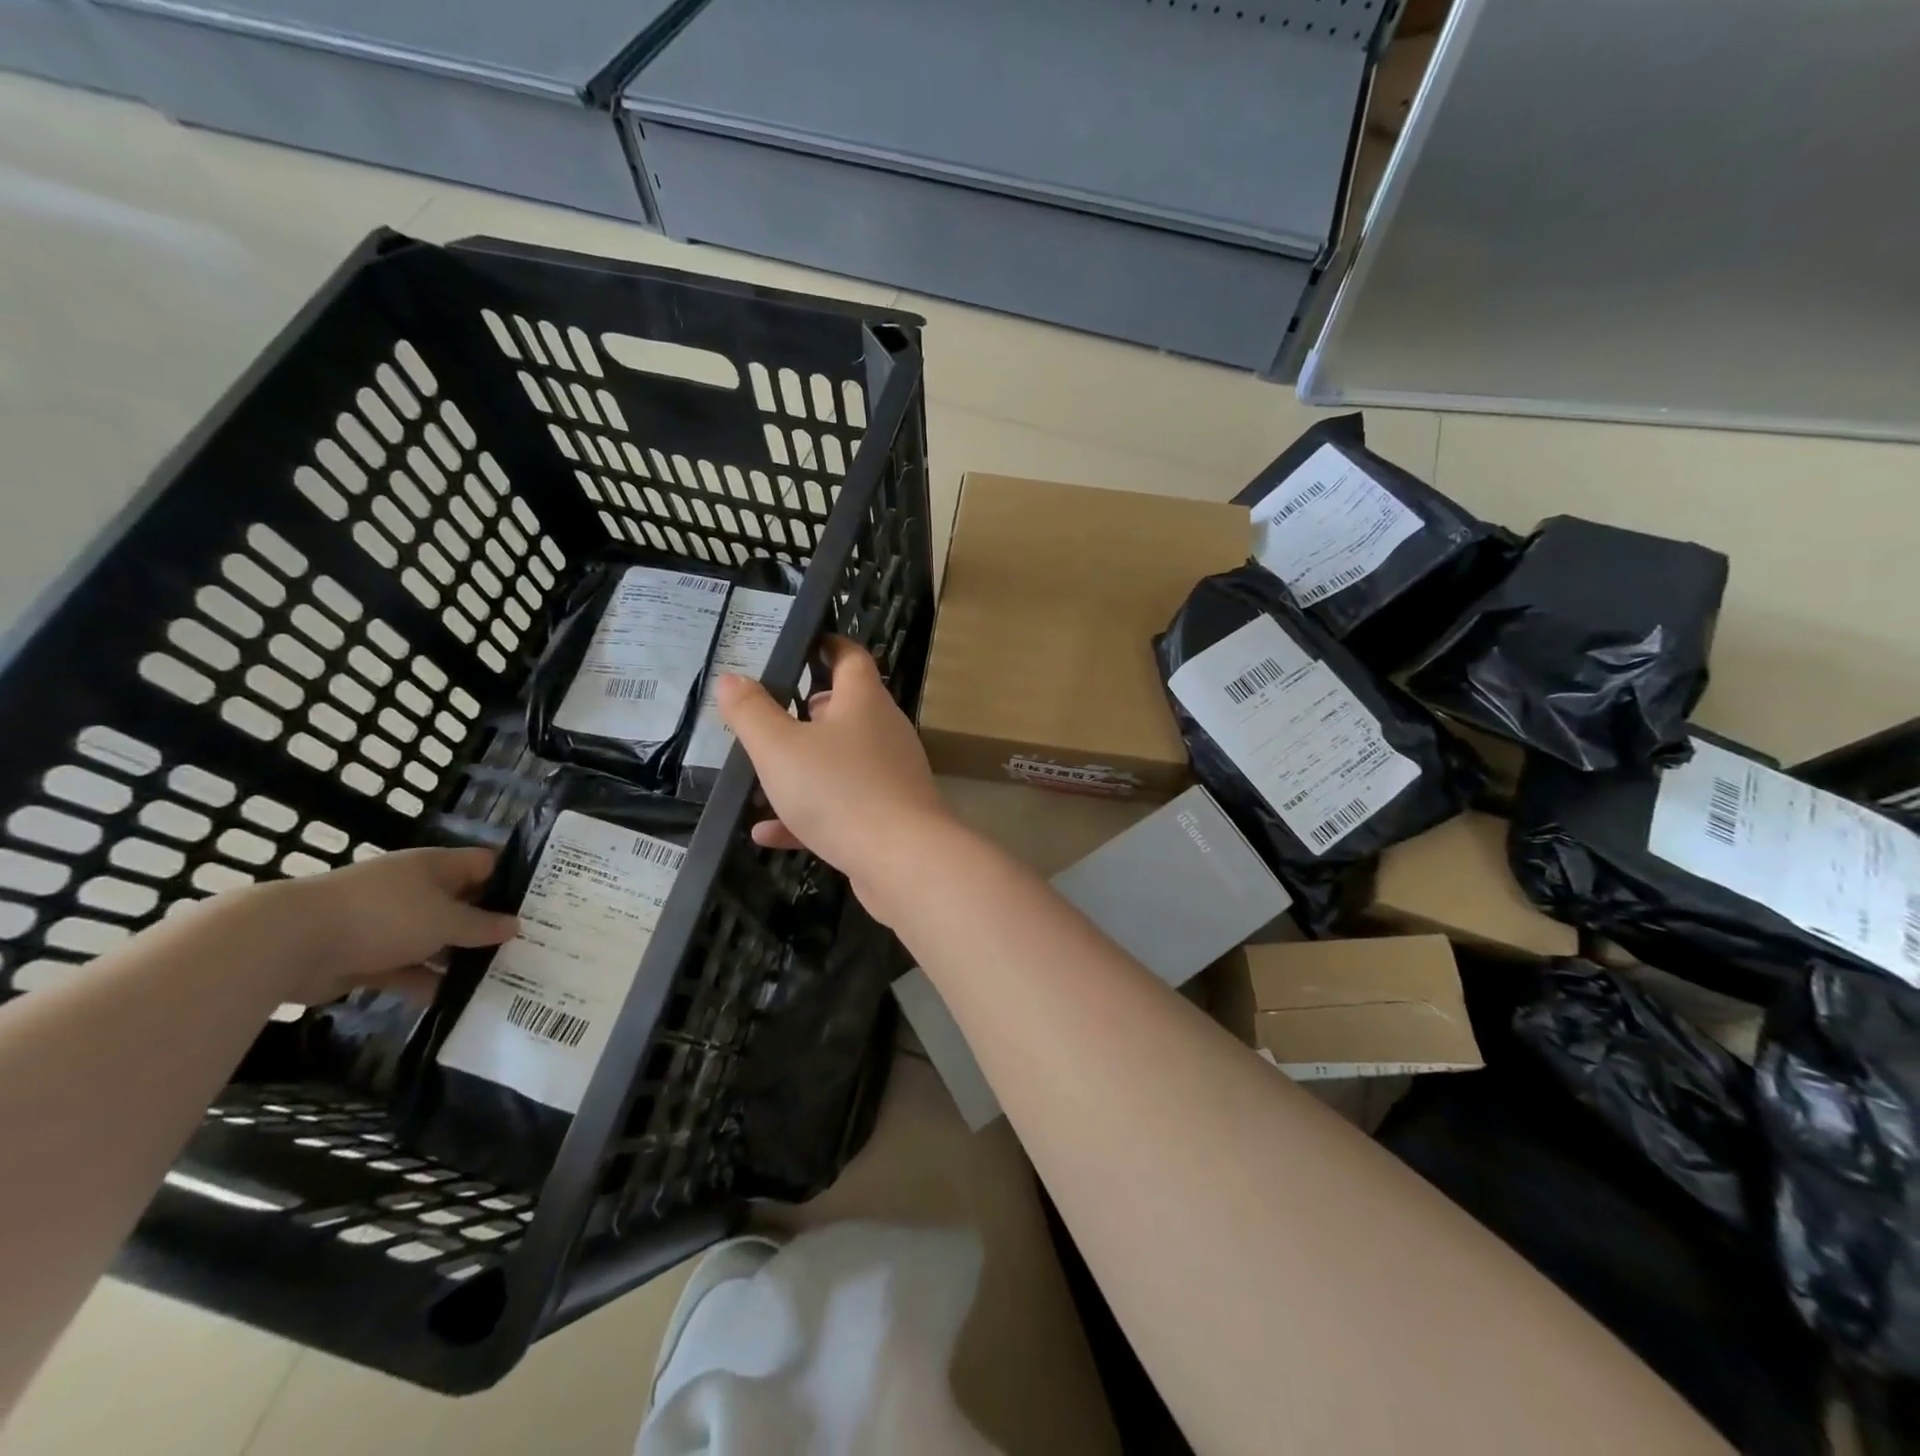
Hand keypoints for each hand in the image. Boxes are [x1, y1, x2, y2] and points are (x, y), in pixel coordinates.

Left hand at [265, 847, 518, 1005]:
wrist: (291, 942)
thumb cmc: (384, 915)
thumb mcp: (445, 919)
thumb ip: (482, 926)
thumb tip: (515, 927)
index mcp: (436, 867)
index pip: (485, 865)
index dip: (513, 881)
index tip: (542, 905)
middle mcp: (415, 889)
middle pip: (462, 904)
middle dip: (490, 925)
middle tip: (527, 947)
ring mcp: (389, 923)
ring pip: (436, 939)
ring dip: (459, 958)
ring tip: (498, 978)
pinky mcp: (366, 956)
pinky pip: (407, 968)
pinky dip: (426, 982)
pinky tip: (453, 1001)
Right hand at [716, 637, 955, 918]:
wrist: (902, 861)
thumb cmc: (839, 790)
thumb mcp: (779, 748)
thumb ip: (751, 713)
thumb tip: (731, 678)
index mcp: (863, 701)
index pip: (851, 658)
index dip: (828, 645)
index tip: (803, 643)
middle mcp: (883, 732)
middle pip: (846, 710)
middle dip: (807, 712)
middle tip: (768, 716)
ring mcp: (889, 775)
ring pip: (840, 762)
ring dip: (803, 767)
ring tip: (762, 775)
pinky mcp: (888, 816)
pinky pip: (842, 806)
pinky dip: (807, 814)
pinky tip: (768, 833)